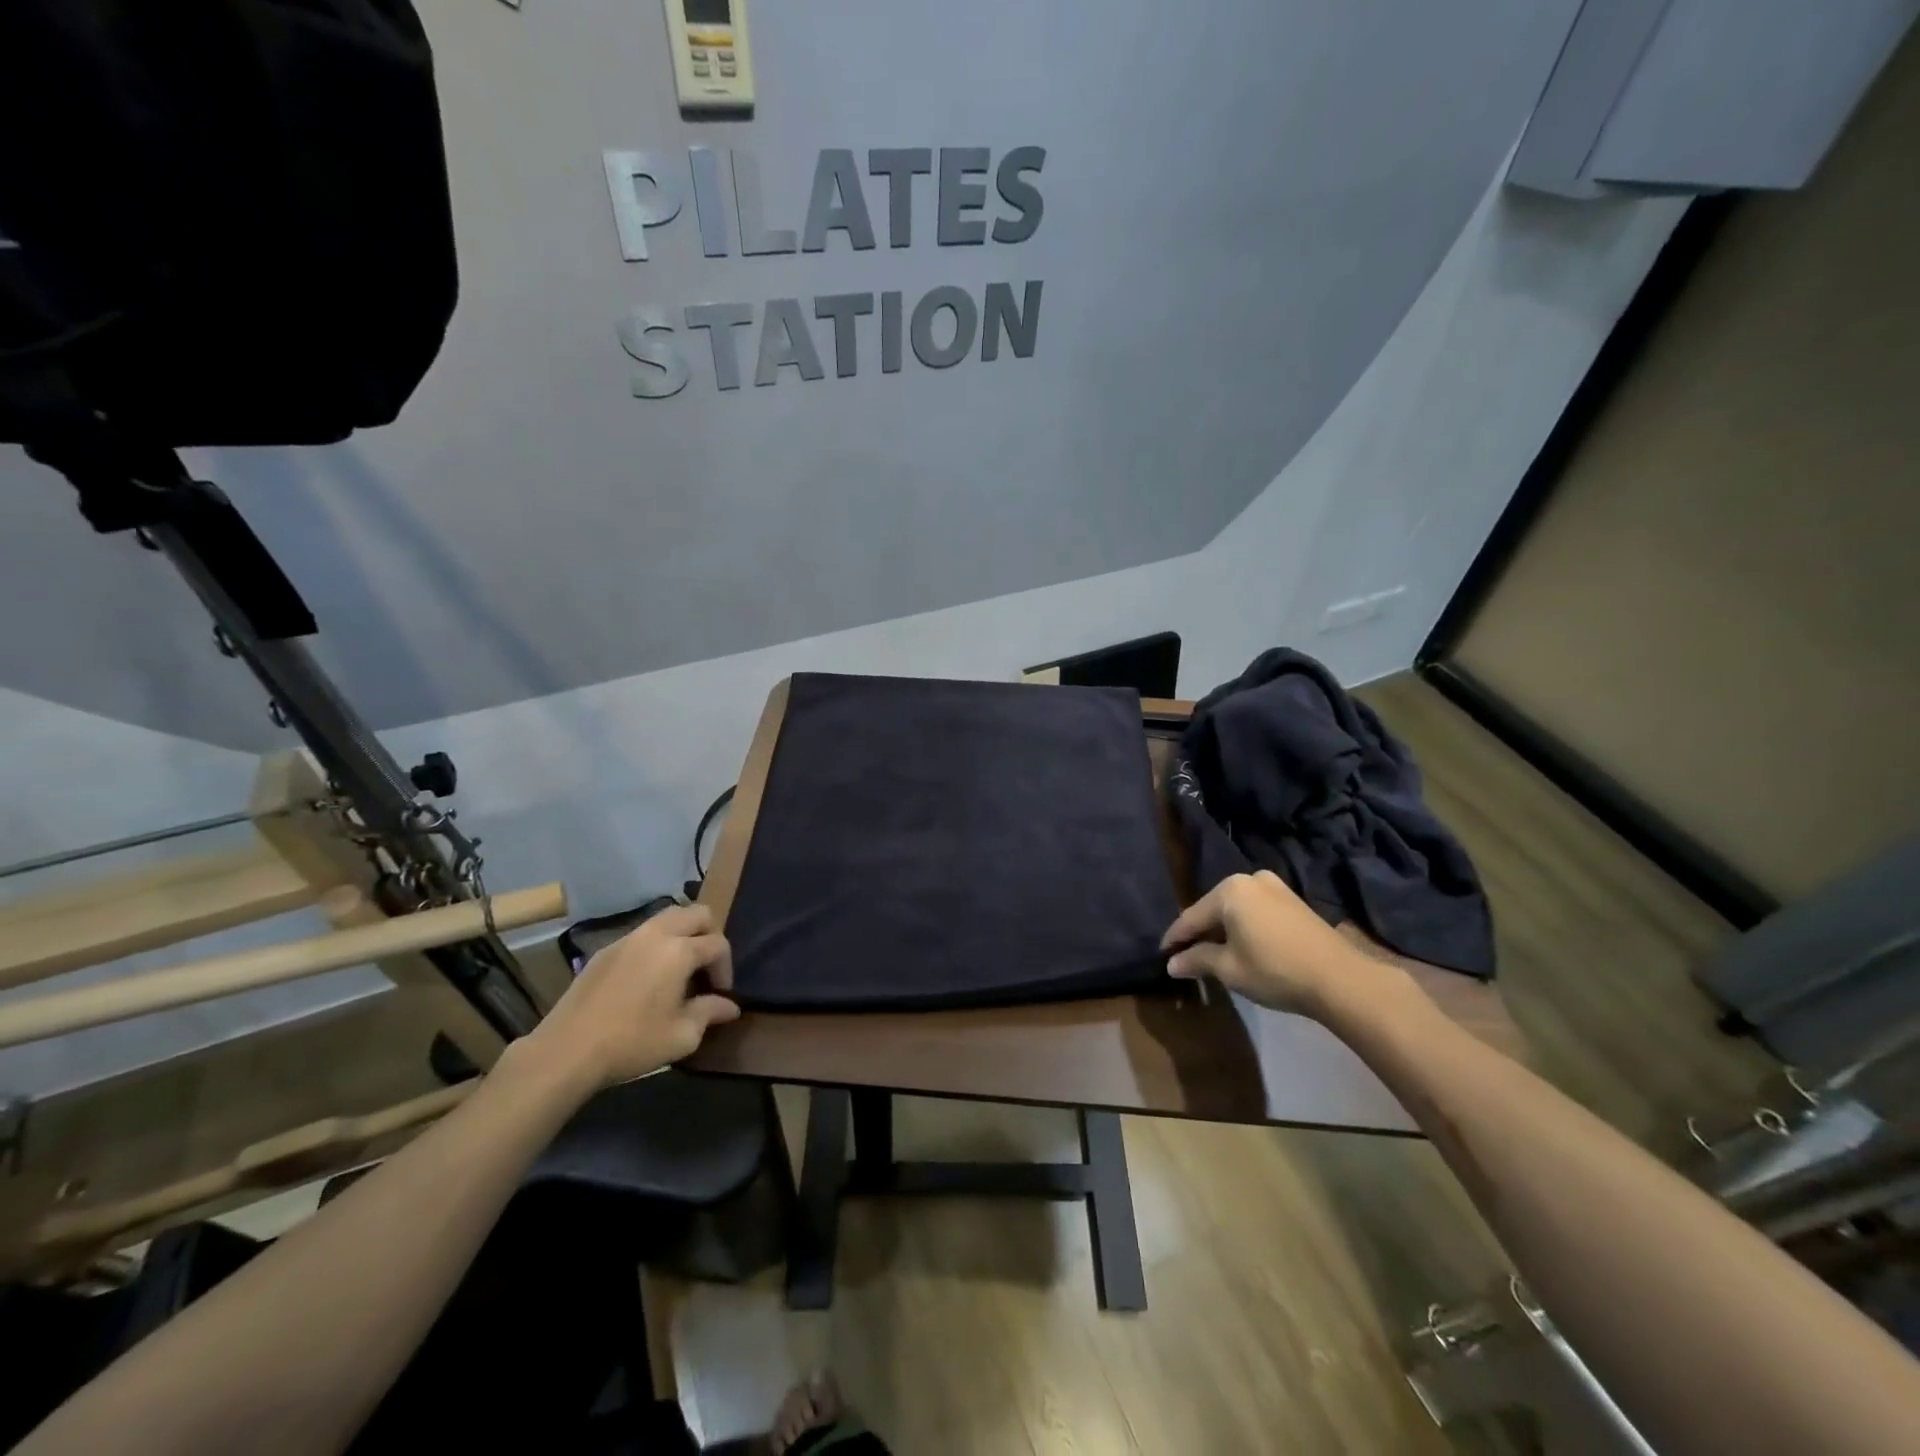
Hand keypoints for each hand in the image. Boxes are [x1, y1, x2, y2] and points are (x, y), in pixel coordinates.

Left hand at [524, 903, 740, 1087]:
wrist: (566, 1051)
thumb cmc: (632, 1043)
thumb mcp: (682, 1035)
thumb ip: (710, 1013)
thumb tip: (730, 1005)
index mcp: (680, 950)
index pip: (718, 944)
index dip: (725, 968)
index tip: (720, 994)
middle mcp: (656, 934)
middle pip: (697, 913)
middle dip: (710, 935)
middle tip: (706, 967)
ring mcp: (627, 938)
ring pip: (668, 917)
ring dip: (683, 935)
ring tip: (679, 969)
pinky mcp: (605, 950)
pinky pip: (642, 934)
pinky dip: (656, 944)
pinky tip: (648, 977)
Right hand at [1160, 870, 1371, 1016]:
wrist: (1339, 978)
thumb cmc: (1274, 969)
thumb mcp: (1228, 968)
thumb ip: (1197, 960)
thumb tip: (1171, 964)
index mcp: (1229, 889)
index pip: (1191, 917)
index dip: (1175, 939)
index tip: (1163, 955)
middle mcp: (1250, 879)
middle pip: (1214, 909)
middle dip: (1200, 933)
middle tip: (1186, 956)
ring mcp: (1275, 887)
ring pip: (1236, 910)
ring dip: (1224, 931)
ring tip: (1213, 954)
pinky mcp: (1293, 901)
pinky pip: (1256, 911)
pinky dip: (1244, 927)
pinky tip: (1242, 947)